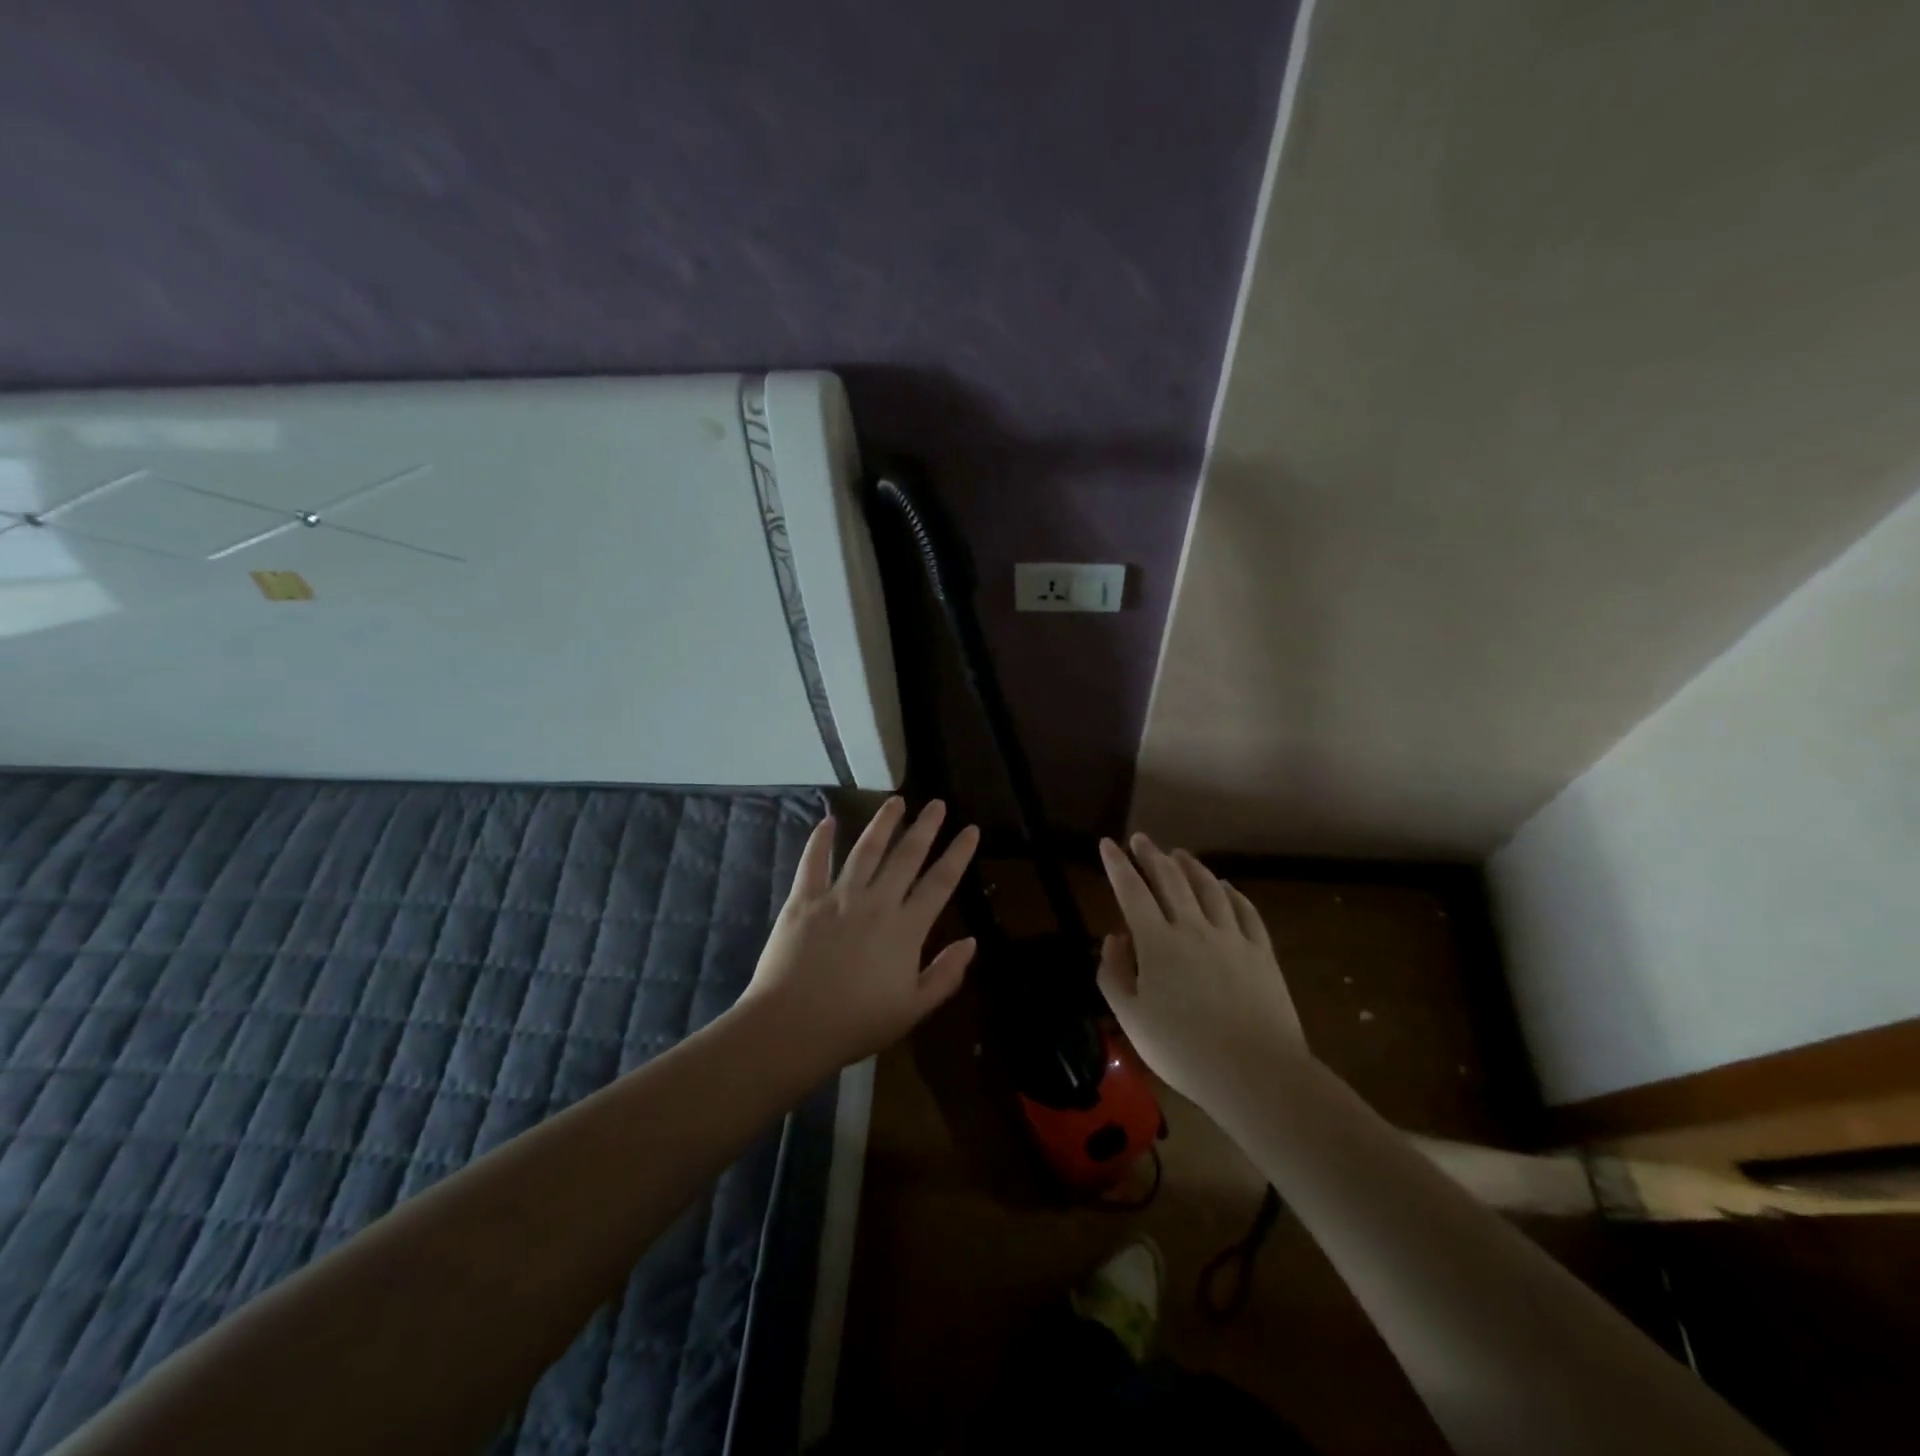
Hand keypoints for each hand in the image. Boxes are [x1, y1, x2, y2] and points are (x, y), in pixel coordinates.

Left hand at [737, 797, 979, 1070]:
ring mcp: (838, 897)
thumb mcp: (913, 1010)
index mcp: (906, 929)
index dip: (958, 854)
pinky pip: (813, 862)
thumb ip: (945, 975)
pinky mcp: (803, 900)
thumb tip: (972, 942)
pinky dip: (820, 840)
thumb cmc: (856, 1024)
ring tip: (896, 801)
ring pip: (866, 849)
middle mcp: (876, 902)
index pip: (940, 882)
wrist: (792, 1027)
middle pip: (906, 856)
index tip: (970, 829)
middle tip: (937, 803)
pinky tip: (828, 820)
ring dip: (883, 823)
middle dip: (926, 827)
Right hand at [1096, 833, 1304, 1110]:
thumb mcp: (1131, 1018)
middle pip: (1170, 879)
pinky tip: (1225, 886)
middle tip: (1141, 840)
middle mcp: (1193, 927)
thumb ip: (1114, 973)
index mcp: (1157, 942)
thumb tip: (1115, 938)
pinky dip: (1231, 892)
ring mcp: (1231, 936)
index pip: (1131, 891)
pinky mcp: (1261, 951)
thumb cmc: (1183, 1050)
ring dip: (1190, 866)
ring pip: (1209, 887)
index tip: (1107, 844)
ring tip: (1179, 853)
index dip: (1117, 864)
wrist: (1255, 1072)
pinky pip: (1244, 910)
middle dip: (1152, 855)